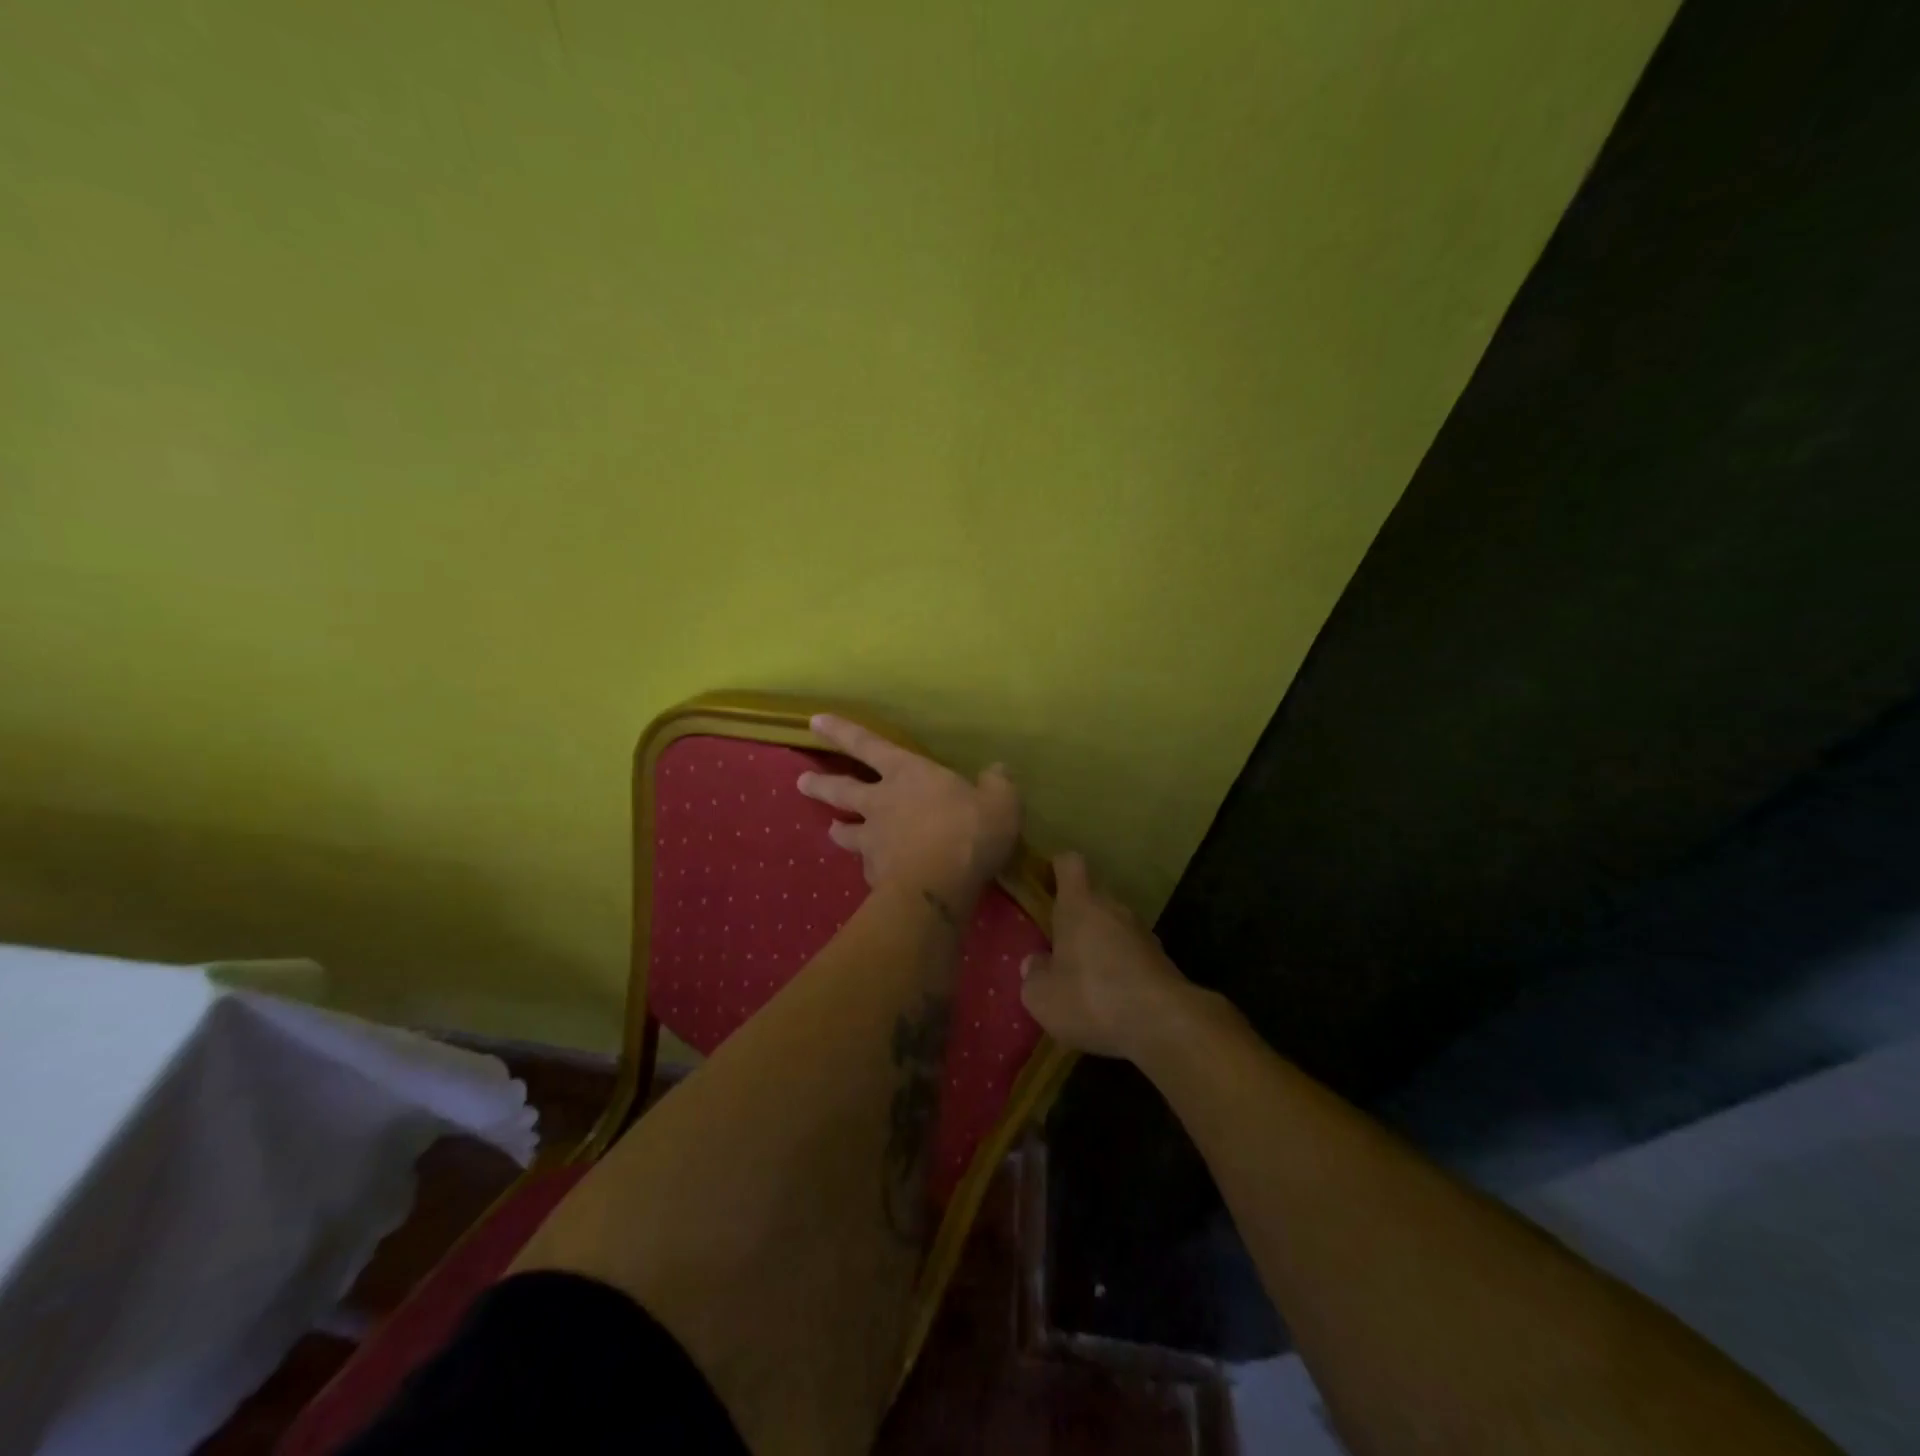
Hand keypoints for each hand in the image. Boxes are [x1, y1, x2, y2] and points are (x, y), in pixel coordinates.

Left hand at [797, 715, 1019, 906]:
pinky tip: (876, 873)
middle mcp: (881, 802)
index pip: (866, 744)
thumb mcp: (1000, 801)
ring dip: (837, 828)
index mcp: (907, 773)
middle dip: (819, 783)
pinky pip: (868, 867)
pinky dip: (871, 867)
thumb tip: (996, 771)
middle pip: (841, 789)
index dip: (840, 731)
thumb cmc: (968, 831)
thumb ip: (997, 784)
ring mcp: (873, 840)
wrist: (939, 886)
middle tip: (801, 782)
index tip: (813, 721)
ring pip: (845, 831)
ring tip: (831, 829)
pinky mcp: (874, 875)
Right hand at [1020, 853, 1190, 1059]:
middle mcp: (1113, 908)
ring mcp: (1142, 933)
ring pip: (1114, 928)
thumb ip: (1033, 975)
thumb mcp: (1042, 996)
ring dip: (1101, 946)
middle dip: (1077, 919)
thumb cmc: (1091, 997)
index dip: (1057, 868)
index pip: (1069, 864)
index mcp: (1079, 904)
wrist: (1164, 1023)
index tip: (1047, 883)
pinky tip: (1113, 1001)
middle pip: (1092, 898)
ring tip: (1086, 981)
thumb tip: (1035, 963)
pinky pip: (1132, 955)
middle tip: (1060, 949)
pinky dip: (1121, 970)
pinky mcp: (1162, 960)